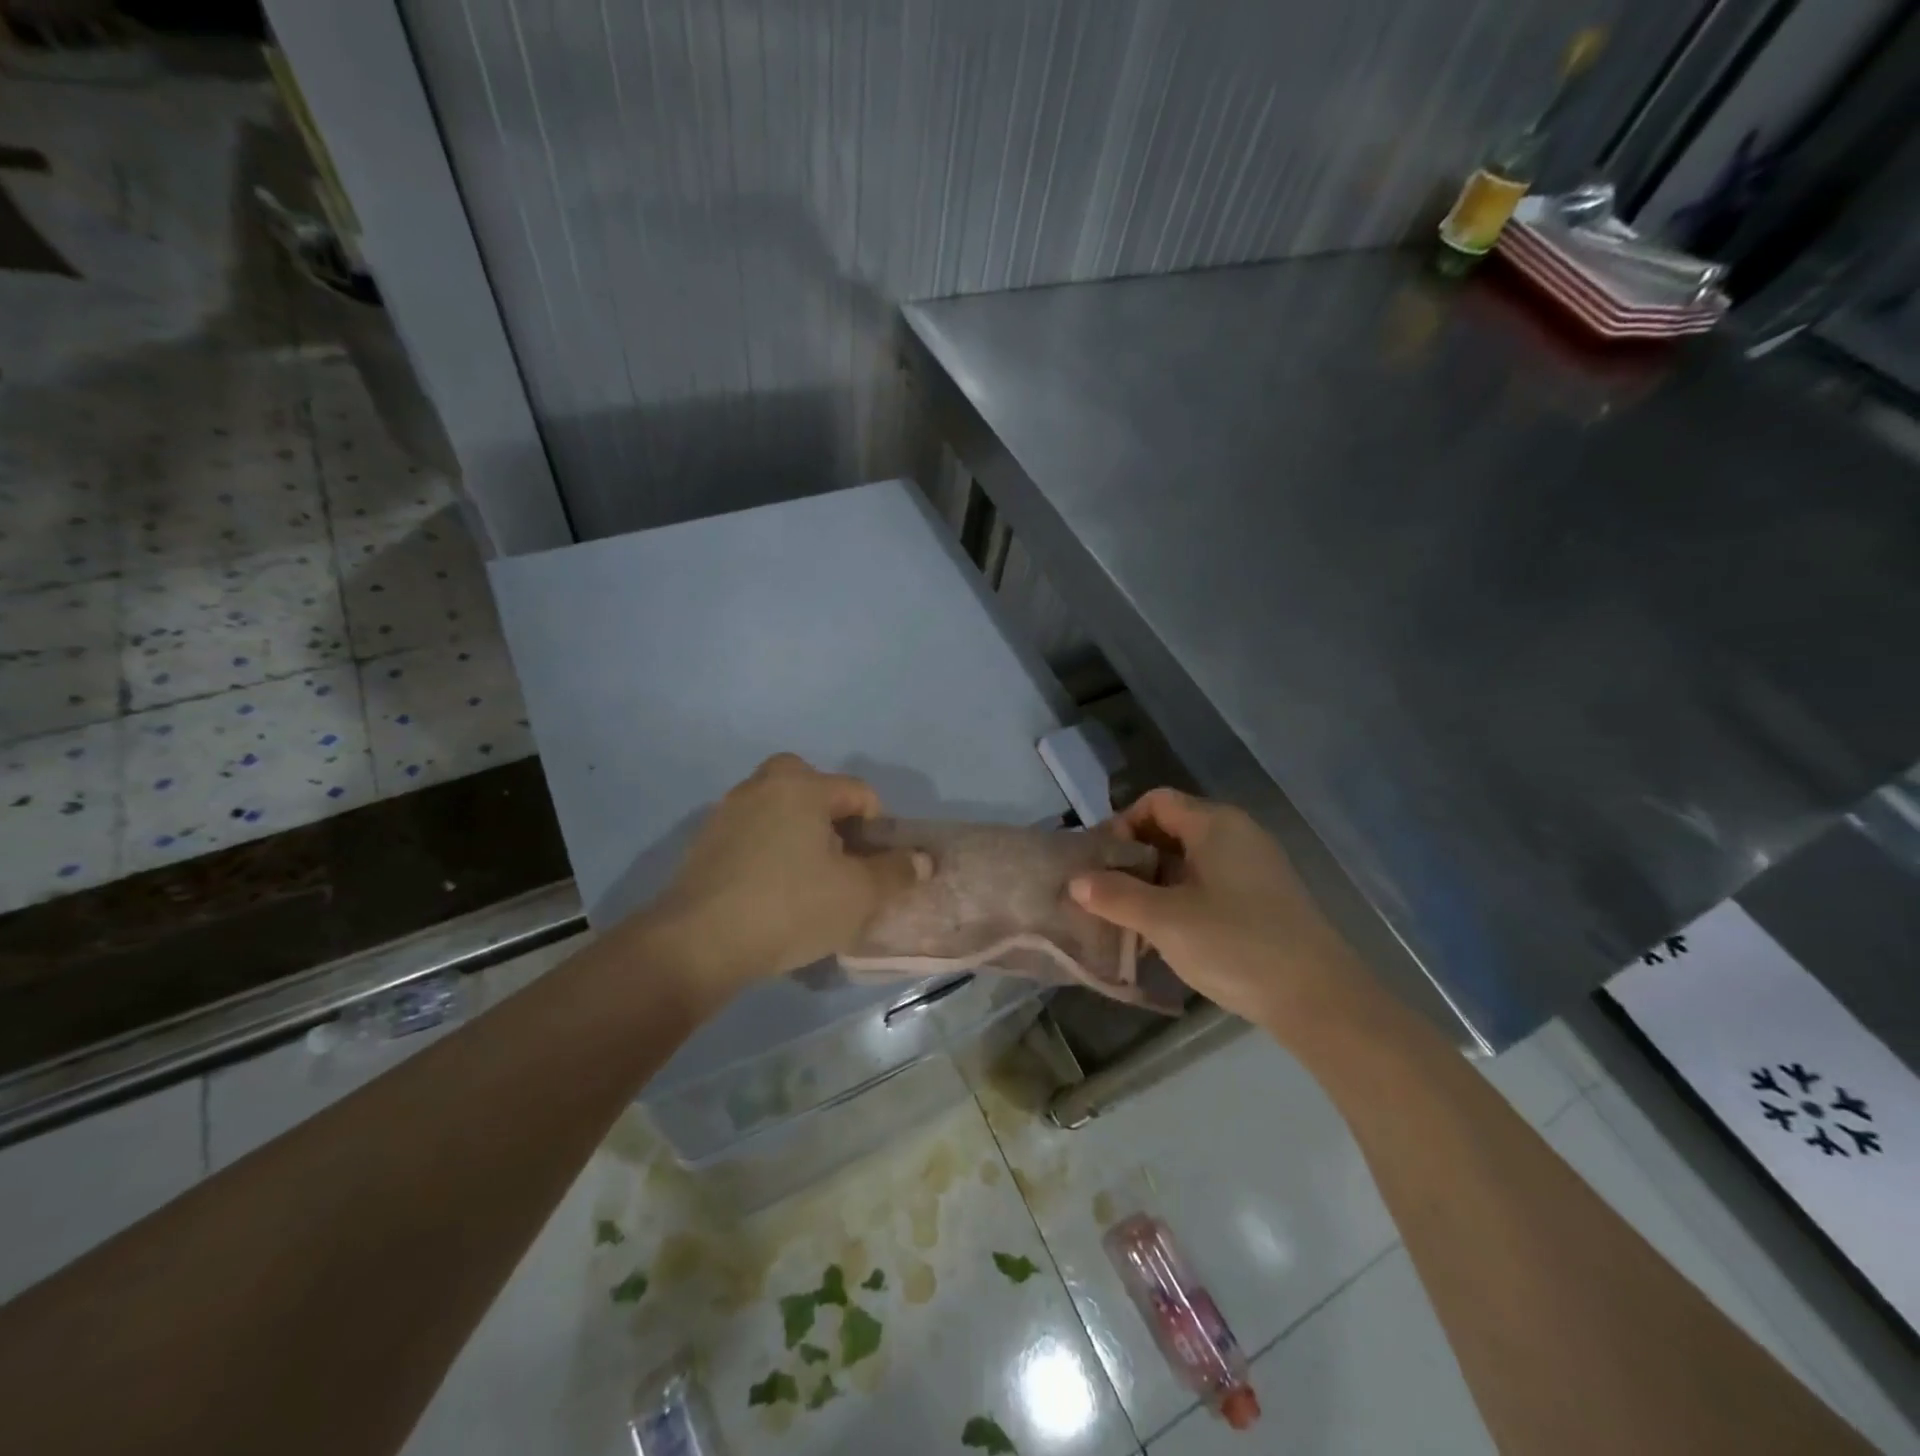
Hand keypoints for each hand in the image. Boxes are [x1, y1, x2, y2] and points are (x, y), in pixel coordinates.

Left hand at [647, 754, 918, 995]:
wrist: (697, 944)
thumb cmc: (790, 908)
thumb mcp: (859, 895)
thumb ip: (896, 872)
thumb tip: (922, 860)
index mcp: (802, 786)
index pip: (859, 792)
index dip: (878, 828)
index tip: (874, 866)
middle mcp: (762, 786)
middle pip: (812, 787)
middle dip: (833, 818)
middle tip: (839, 860)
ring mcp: (727, 812)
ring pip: (778, 809)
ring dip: (799, 832)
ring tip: (807, 880)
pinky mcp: (704, 842)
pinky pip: (751, 833)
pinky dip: (768, 849)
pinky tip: (770, 891)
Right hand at [1070, 788, 1370, 1032]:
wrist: (1320, 999)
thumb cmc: (1235, 945)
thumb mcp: (1164, 920)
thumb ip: (1115, 896)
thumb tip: (1077, 881)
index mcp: (1215, 823)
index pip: (1155, 802)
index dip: (1121, 825)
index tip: (1100, 865)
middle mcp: (1238, 833)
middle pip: (1172, 828)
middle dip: (1134, 857)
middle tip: (1107, 894)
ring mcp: (1256, 866)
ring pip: (1191, 858)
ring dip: (1155, 881)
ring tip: (1131, 918)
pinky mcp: (1266, 897)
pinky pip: (1211, 881)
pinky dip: (1182, 897)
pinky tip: (1170, 934)